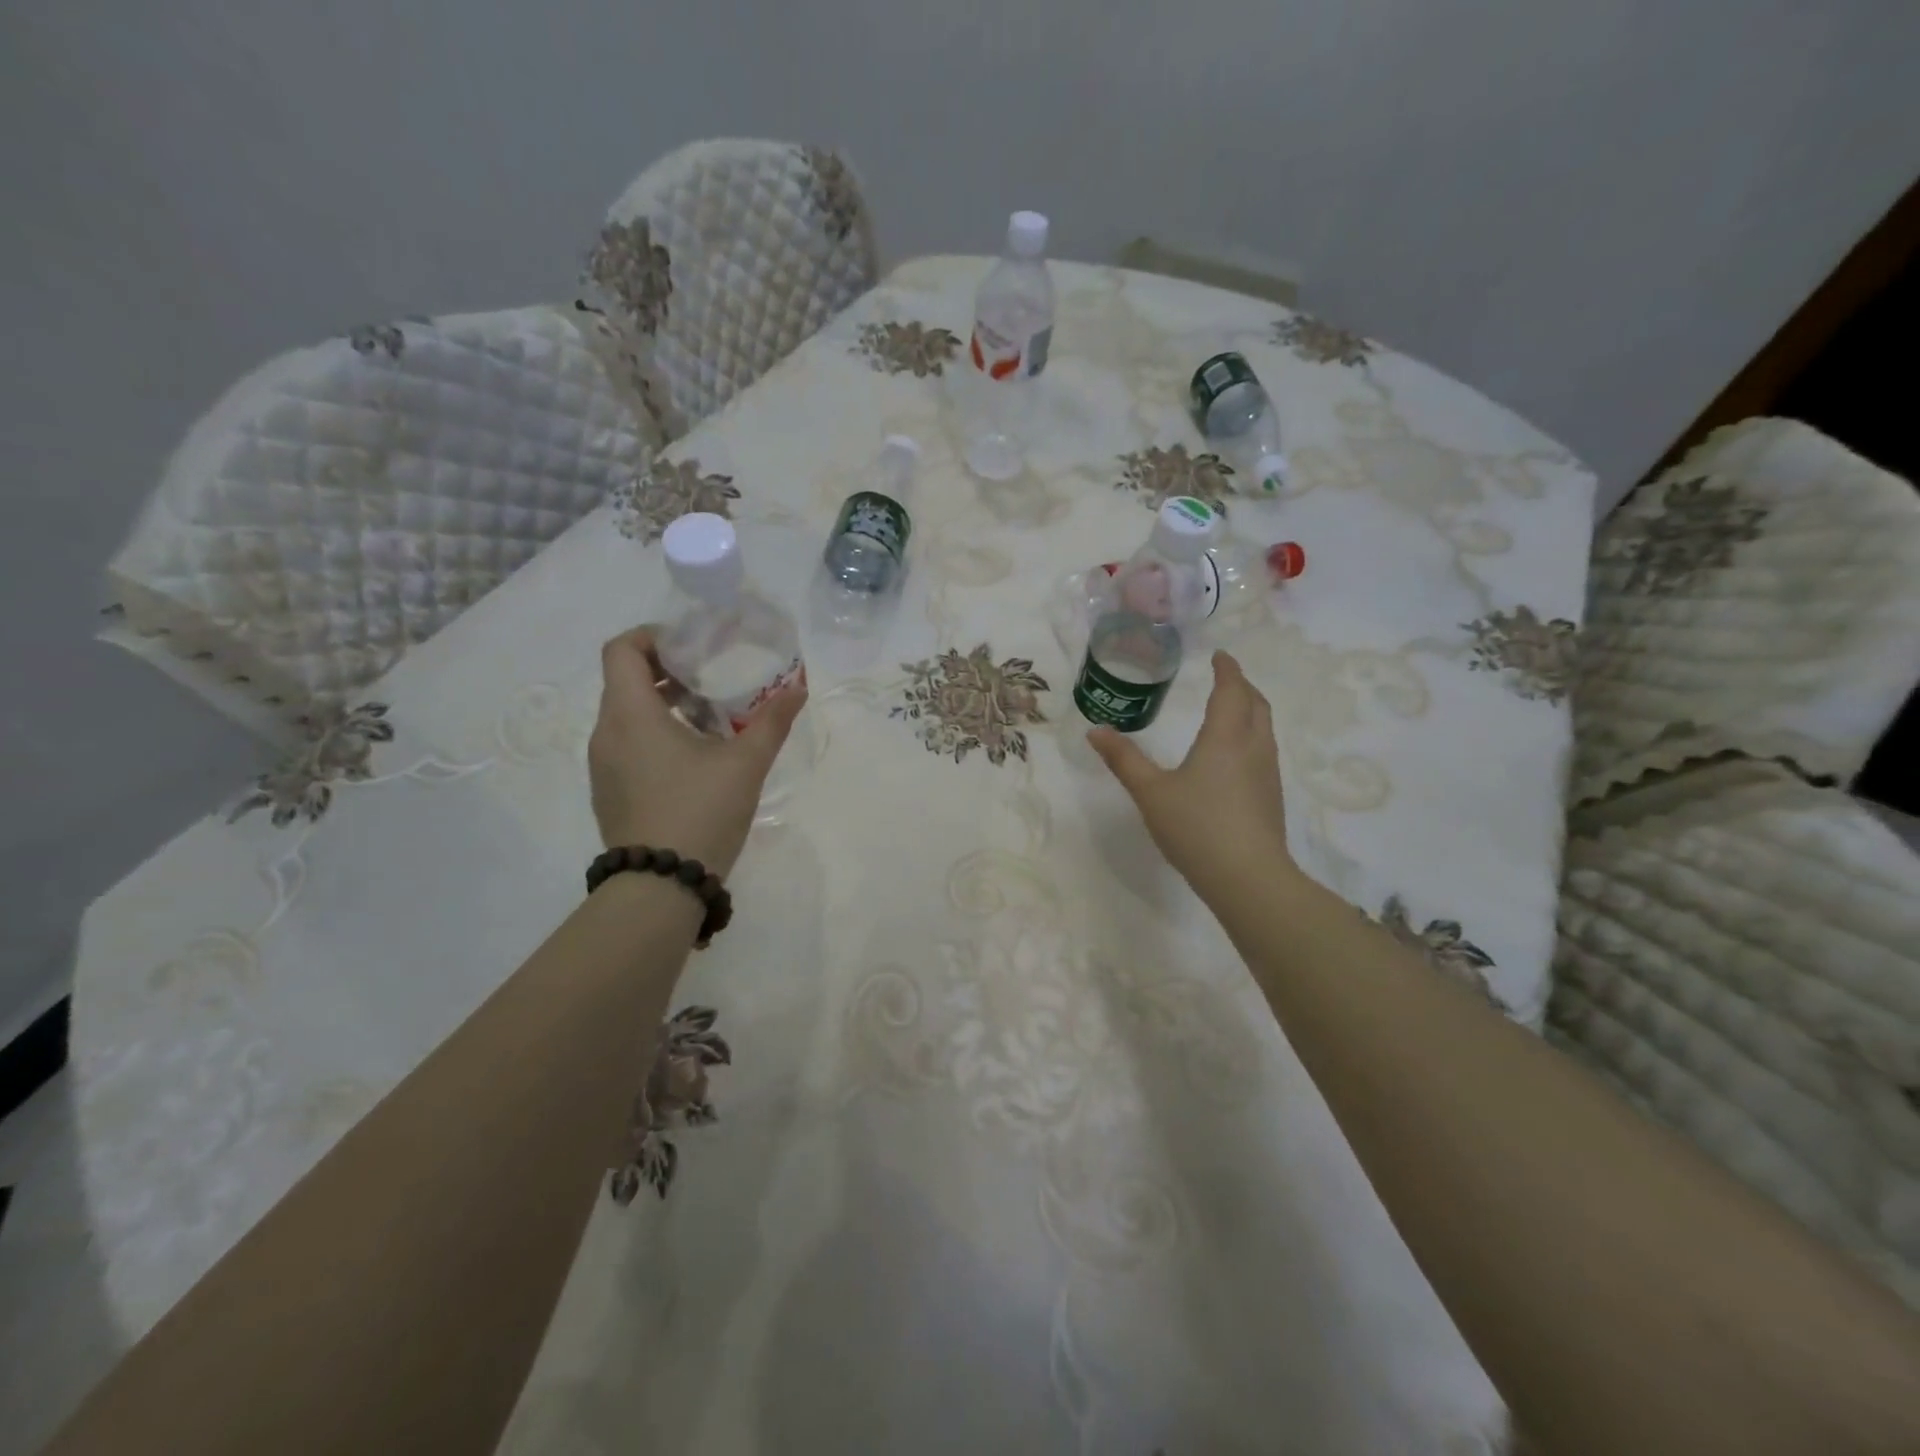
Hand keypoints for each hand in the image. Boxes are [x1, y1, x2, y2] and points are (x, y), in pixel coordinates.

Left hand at [587, 626, 807, 876]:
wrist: (661, 887)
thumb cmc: (700, 812)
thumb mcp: (746, 763)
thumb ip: (772, 721)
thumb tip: (798, 688)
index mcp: (631, 714)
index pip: (621, 649)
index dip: (654, 636)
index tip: (693, 646)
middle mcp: (606, 732)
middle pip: (626, 680)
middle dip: (669, 671)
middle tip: (713, 679)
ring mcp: (603, 766)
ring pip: (627, 715)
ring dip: (664, 706)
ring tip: (710, 720)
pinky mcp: (609, 791)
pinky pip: (627, 745)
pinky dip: (655, 735)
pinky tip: (694, 760)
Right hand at [1088, 651, 1296, 899]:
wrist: (1248, 878)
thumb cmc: (1196, 827)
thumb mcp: (1150, 792)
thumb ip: (1124, 760)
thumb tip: (1095, 731)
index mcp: (1225, 737)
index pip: (1231, 690)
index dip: (1227, 669)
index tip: (1219, 655)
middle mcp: (1253, 747)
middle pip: (1256, 704)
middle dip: (1242, 685)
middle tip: (1224, 678)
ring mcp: (1267, 773)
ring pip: (1264, 728)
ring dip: (1250, 710)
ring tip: (1230, 710)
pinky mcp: (1271, 797)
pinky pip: (1264, 751)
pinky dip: (1251, 736)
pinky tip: (1234, 757)